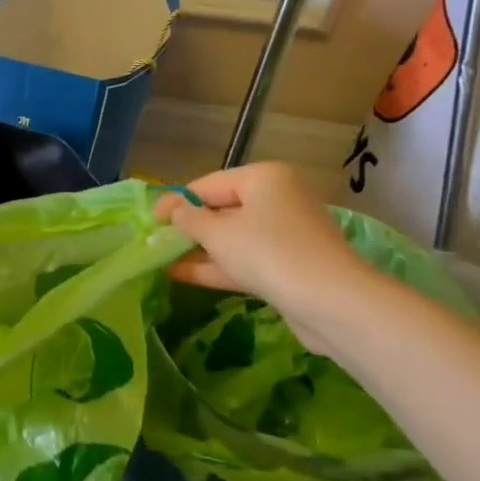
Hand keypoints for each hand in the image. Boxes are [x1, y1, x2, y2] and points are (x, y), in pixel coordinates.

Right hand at [153, 163, 372, 349]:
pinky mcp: (286, 265)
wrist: (331, 302)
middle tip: (154, 241)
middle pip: (221, 209)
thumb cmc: (269, 253)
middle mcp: (276, 199)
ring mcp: (284, 234)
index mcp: (263, 178)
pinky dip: (215, 265)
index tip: (149, 221)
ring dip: (197, 249)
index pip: (207, 184)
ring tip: (160, 260)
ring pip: (231, 237)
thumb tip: (173, 212)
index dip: (175, 201)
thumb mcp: (218, 233)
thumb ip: (189, 220)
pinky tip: (181, 275)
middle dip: (187, 227)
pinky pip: (243, 259)